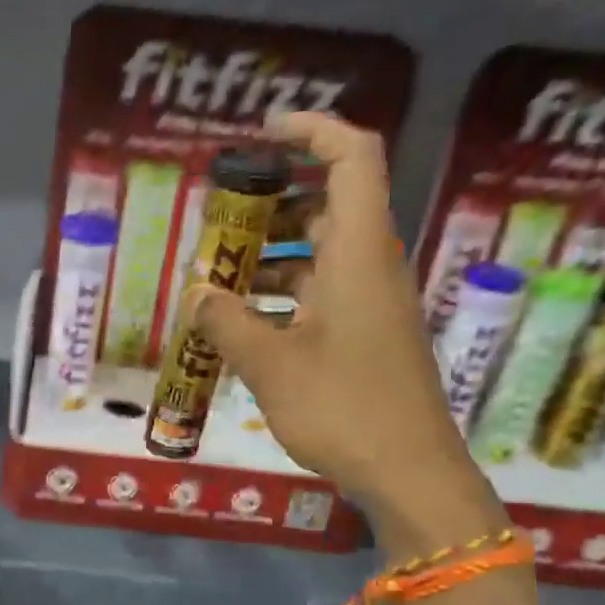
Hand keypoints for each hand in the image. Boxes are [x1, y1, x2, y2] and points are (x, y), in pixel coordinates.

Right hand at [188, 113, 502, 552]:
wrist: (409, 473)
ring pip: (321, 258)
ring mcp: (372, 307)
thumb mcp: (271, 365)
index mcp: (359, 255)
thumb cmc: (343, 409)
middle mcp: (371, 269)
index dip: (313, 131)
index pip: (353, 159)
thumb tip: (194, 294)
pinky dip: (283, 299)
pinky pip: (322, 298)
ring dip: (271, 260)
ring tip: (217, 283)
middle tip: (219, 227)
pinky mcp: (367, 340)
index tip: (264, 134)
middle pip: (328, 208)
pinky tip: (244, 328)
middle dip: (272, 209)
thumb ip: (227, 322)